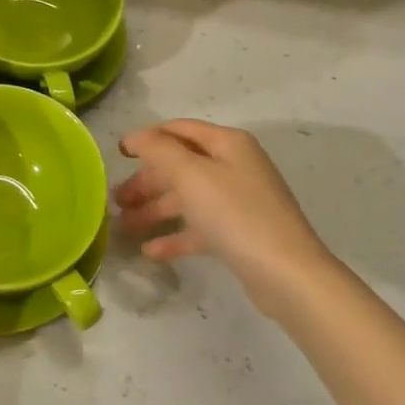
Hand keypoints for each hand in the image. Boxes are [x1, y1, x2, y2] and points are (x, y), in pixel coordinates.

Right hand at [115, 120, 332, 319]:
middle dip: (147, 180)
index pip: (178, 129)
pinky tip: (151, 250)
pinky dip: (175, 236)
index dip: (147, 138)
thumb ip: (158, 150)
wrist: (287, 274)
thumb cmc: (236, 214)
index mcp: (227, 144)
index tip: (117, 154)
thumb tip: (135, 136)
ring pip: (187, 198)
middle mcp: (235, 166)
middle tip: (117, 199)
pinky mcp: (240, 234)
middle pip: (181, 166)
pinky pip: (200, 228)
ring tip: (124, 226)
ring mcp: (240, 201)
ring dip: (155, 209)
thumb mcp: (191, 174)